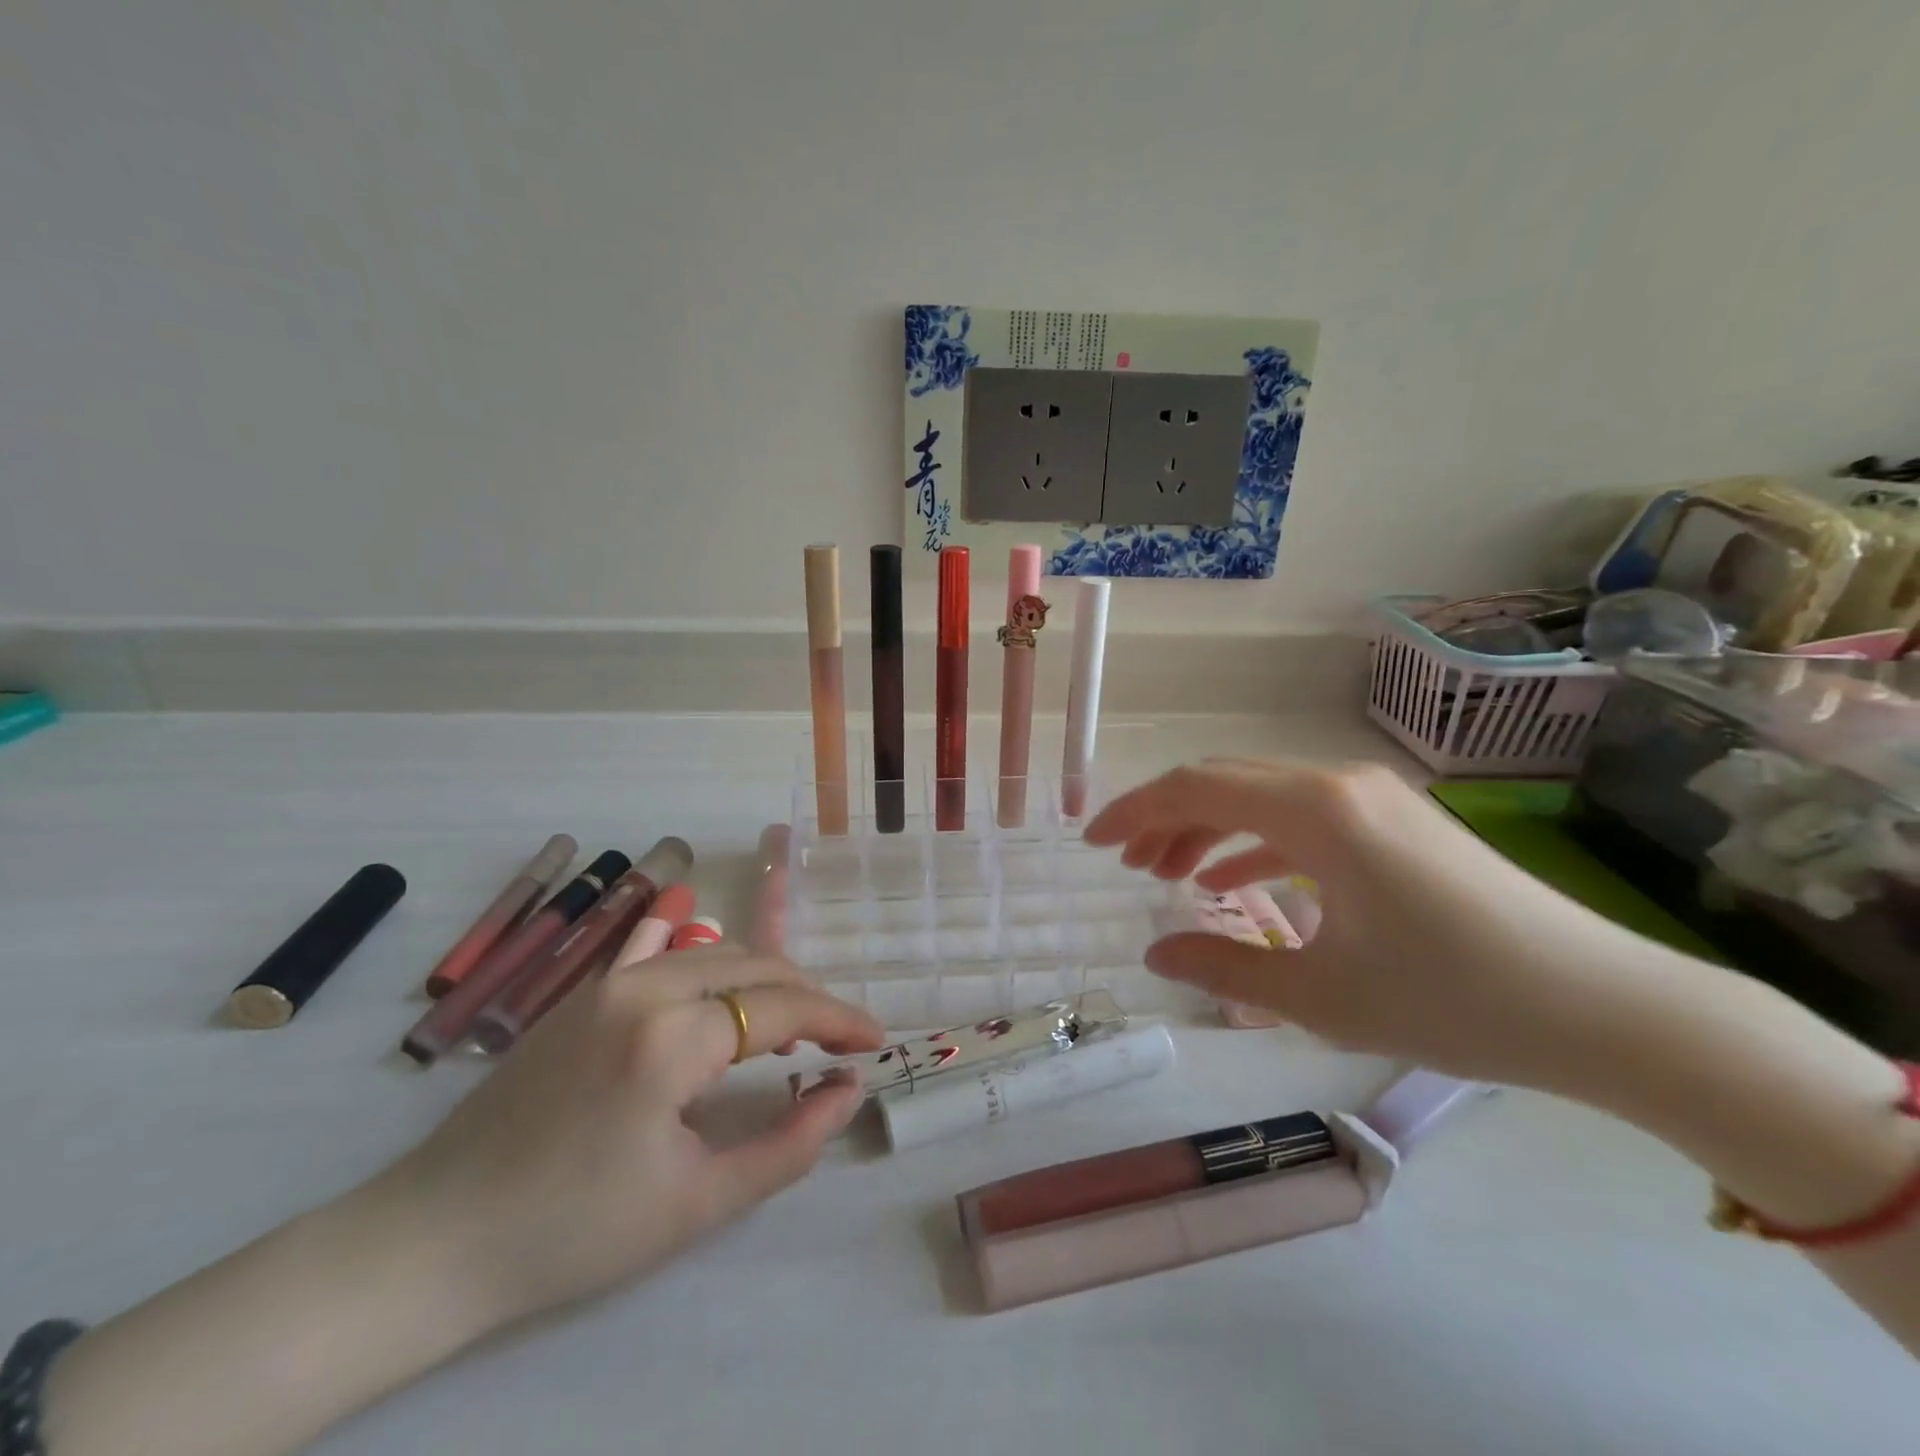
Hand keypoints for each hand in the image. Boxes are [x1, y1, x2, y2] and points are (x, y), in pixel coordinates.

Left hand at [373, 947, 883, 1328]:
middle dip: (808, 996)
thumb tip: (848, 1091)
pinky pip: (660, 951)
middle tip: (838, 1039)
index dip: (838, 1020)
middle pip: (754, 966)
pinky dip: (705, 957)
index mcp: (671, 1038)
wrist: (434, 1238)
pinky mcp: (584, 992)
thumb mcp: (697, 1204)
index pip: (782, 1007)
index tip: (876, 1042)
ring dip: (763, 978)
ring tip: (789, 1020)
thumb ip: (788, 1144)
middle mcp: (644, 987)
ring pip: (714, 952)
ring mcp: (607, 982)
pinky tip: (716, 974)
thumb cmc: (573, 1231)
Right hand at [1085, 759, 1644, 1083]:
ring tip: (1165, 870)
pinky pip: (1303, 817)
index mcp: (1316, 812)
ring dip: (1207, 827)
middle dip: (1164, 817)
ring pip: (1262, 796)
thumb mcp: (1320, 996)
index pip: (1196, 788)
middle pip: (1224, 781)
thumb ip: (1223, 966)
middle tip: (1123, 861)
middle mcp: (1340, 784)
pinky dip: (1256, 840)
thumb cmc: (1454, 1001)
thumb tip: (1155, 951)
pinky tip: (1233, 877)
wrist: (1608, 1009)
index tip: (1092, 842)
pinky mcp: (1397, 821)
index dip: (1135, 811)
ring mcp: (1374, 797)